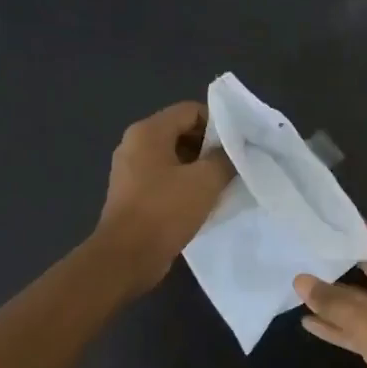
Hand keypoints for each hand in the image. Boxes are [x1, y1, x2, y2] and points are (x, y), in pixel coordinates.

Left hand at [93, 102, 233, 293]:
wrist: (127, 257)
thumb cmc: (165, 211)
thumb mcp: (205, 181)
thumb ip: (225, 158)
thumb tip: (234, 150)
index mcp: (148, 132)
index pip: (191, 110)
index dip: (219, 123)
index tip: (239, 143)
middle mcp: (135, 145)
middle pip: (182, 132)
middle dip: (210, 146)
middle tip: (235, 164)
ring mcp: (131, 171)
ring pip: (175, 157)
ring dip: (200, 168)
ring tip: (224, 184)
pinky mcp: (133, 194)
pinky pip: (166, 178)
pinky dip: (186, 184)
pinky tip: (204, 201)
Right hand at [294, 225, 366, 367]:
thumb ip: (332, 300)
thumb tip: (300, 280)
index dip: (353, 229)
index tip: (323, 219)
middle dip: (339, 261)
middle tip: (306, 247)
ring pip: (361, 301)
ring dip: (334, 296)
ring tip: (299, 284)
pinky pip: (358, 328)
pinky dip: (337, 325)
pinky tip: (308, 321)